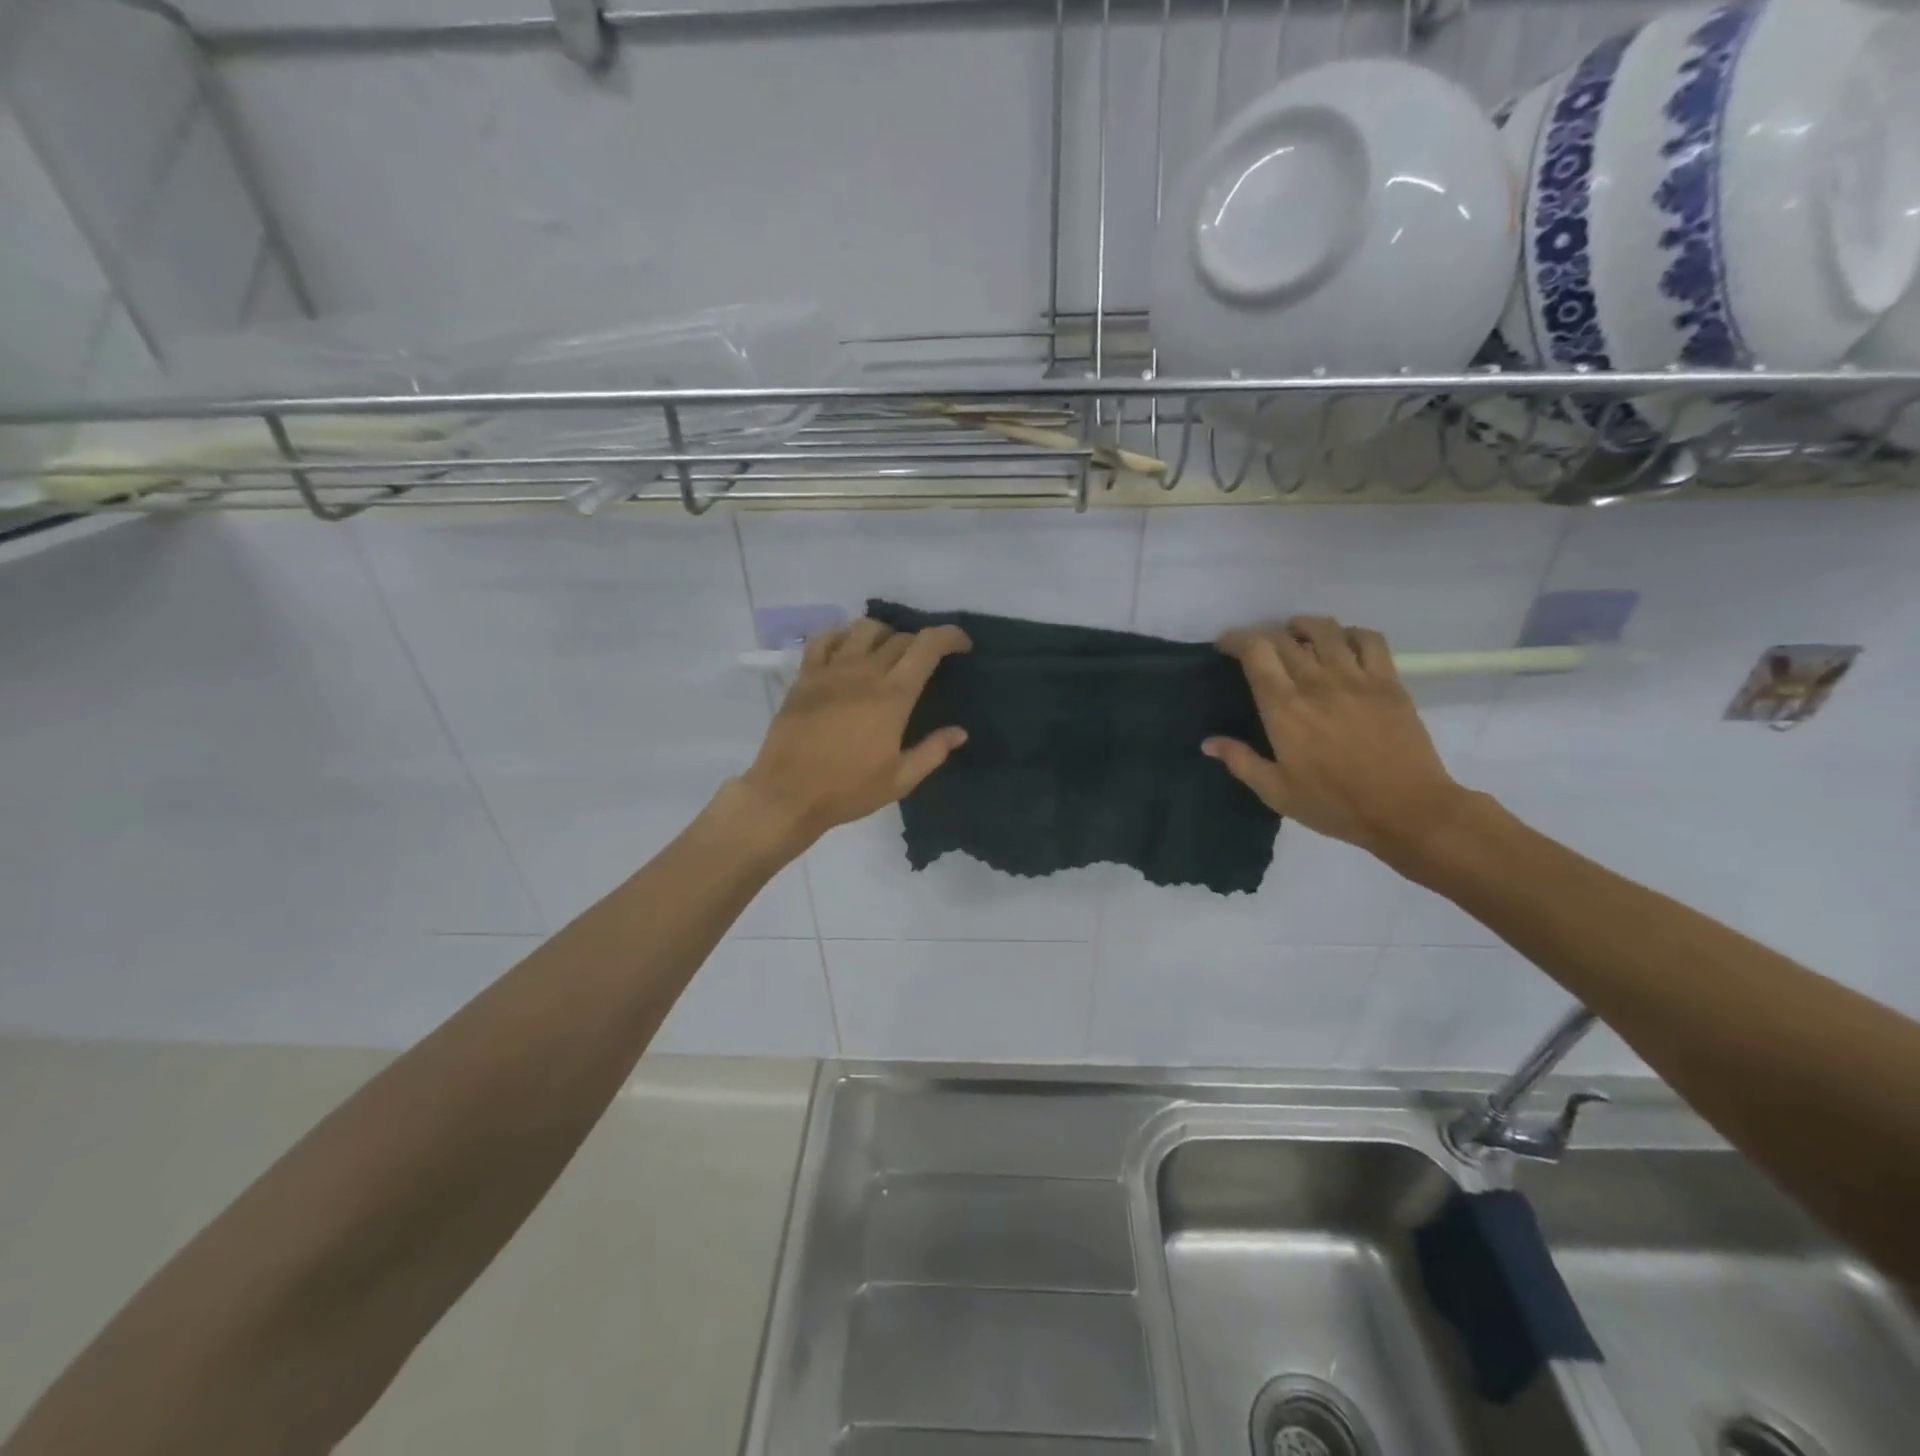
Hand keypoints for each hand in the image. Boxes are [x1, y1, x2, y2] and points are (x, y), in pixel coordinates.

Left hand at [735, 618, 971, 846]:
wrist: (787, 794)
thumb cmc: (848, 789)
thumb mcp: (900, 780)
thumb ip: (933, 751)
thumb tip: (959, 732)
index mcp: (893, 696)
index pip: (927, 647)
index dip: (949, 636)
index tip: (962, 644)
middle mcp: (864, 672)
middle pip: (899, 638)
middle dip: (919, 643)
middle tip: (925, 662)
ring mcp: (830, 670)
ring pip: (863, 629)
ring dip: (884, 633)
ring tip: (888, 651)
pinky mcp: (804, 676)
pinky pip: (824, 639)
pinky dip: (842, 636)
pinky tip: (847, 649)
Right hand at [1204, 616, 1471, 862]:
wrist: (1407, 810)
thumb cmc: (1334, 805)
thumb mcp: (1276, 792)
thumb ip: (1240, 761)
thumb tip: (1208, 742)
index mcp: (1284, 708)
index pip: (1255, 652)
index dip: (1236, 639)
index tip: (1225, 645)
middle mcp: (1317, 682)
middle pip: (1284, 638)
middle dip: (1263, 635)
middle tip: (1256, 648)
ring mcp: (1357, 678)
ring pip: (1326, 630)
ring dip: (1303, 626)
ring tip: (1295, 634)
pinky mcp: (1389, 682)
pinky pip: (1369, 640)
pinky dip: (1350, 633)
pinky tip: (1342, 644)